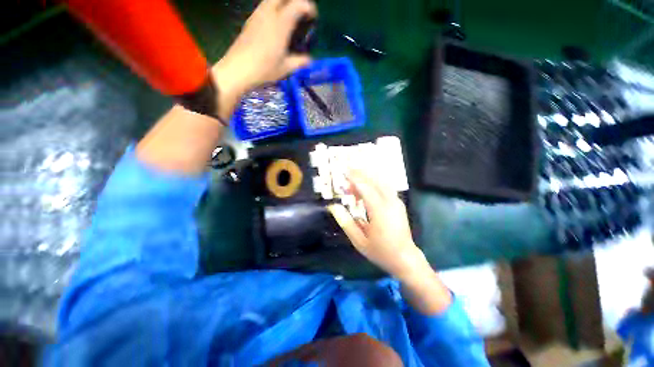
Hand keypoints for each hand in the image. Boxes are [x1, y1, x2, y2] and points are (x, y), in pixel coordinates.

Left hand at [212, 0, 316, 94]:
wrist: (239, 69)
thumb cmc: (265, 69)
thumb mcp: (286, 68)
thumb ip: (299, 61)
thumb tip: (309, 60)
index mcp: (281, 24)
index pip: (297, 5)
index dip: (308, 7)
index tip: (313, 16)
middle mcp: (269, 14)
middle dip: (295, 1)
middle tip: (301, 13)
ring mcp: (257, 15)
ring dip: (283, 3)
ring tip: (289, 17)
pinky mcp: (250, 21)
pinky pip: (264, 7)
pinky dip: (273, 9)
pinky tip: (275, 24)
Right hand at [328, 170, 428, 280]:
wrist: (406, 259)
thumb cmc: (381, 252)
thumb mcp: (359, 241)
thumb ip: (345, 222)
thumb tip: (333, 207)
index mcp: (380, 211)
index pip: (365, 187)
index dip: (353, 178)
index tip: (343, 172)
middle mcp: (390, 202)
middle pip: (374, 180)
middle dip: (360, 174)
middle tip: (346, 173)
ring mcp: (396, 201)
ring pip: (381, 182)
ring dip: (367, 178)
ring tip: (353, 183)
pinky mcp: (398, 203)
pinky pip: (385, 187)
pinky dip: (374, 184)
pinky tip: (364, 190)